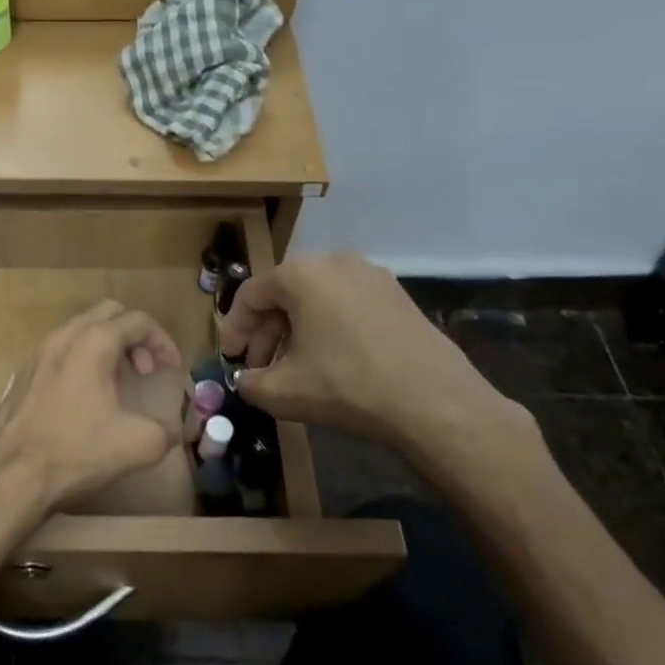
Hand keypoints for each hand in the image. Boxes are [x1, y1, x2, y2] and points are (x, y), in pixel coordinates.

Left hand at [0, 300, 183, 514]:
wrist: (12, 472)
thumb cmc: (77, 450)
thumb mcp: (138, 444)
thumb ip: (166, 431)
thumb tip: (172, 430)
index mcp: (94, 342)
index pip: (138, 321)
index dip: (163, 341)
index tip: (172, 370)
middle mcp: (64, 336)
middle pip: (108, 313)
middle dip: (133, 336)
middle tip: (144, 370)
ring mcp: (38, 352)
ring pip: (80, 329)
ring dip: (107, 347)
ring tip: (117, 383)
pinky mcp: (22, 372)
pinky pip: (60, 349)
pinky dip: (81, 359)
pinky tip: (84, 397)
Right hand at [218, 256, 518, 459]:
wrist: (435, 402)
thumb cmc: (348, 386)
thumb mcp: (282, 391)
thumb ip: (249, 382)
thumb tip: (246, 379)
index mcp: (301, 274)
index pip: (250, 295)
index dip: (233, 329)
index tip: (229, 359)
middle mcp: (335, 262)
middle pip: (283, 294)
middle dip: (265, 333)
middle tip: (259, 368)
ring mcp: (371, 276)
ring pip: (316, 300)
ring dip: (295, 332)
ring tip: (292, 369)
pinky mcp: (397, 296)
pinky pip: (346, 306)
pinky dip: (327, 329)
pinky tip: (329, 363)